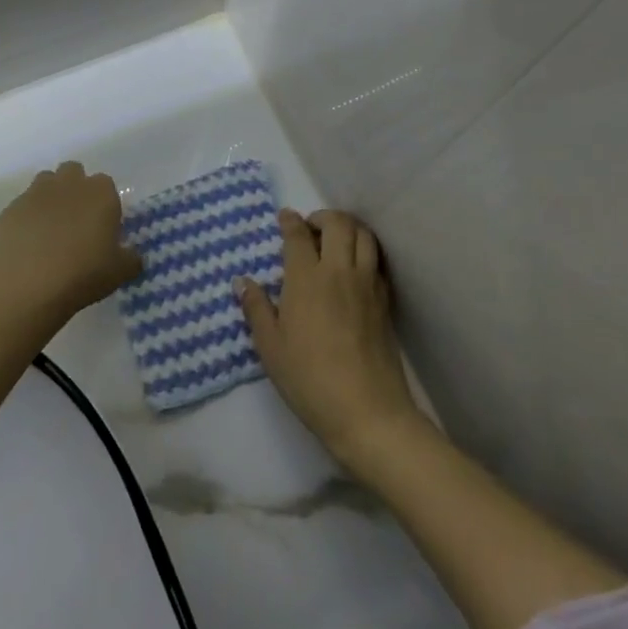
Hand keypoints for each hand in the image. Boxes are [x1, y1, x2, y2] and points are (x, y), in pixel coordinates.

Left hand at [0, 162, 141, 319]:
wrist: (28, 284)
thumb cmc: (83, 273)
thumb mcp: (120, 272)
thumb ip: (131, 258)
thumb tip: (132, 255)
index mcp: (100, 193)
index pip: (105, 184)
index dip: (104, 203)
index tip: (102, 226)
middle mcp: (67, 184)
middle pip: (73, 172)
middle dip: (75, 188)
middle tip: (76, 221)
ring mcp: (34, 193)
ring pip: (44, 183)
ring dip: (49, 198)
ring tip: (50, 230)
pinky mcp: (9, 209)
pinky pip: (21, 208)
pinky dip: (26, 220)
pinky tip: (26, 245)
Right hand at [237, 209, 425, 473]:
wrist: (367, 411)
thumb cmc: (309, 379)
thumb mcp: (270, 347)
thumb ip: (256, 309)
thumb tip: (242, 282)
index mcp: (306, 278)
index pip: (298, 235)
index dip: (290, 221)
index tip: (284, 217)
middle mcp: (339, 271)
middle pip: (338, 223)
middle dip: (323, 216)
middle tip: (310, 228)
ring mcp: (367, 285)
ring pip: (364, 236)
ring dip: (348, 228)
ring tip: (335, 240)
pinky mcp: (385, 302)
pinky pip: (377, 261)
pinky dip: (365, 251)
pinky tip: (354, 268)